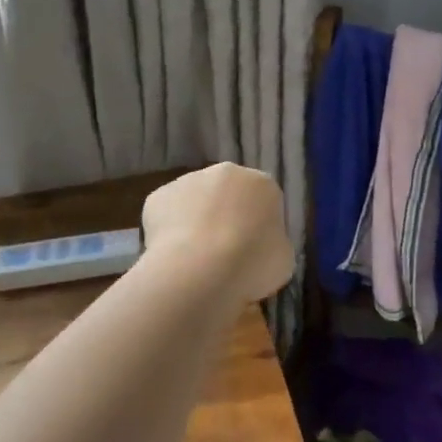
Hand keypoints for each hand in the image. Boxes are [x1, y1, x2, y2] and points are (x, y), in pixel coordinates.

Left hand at [141, 164, 293, 304]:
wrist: (200, 270)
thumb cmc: (253, 263)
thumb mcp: (283, 259)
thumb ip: (272, 244)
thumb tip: (259, 247)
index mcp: (263, 183)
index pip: (264, 200)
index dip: (258, 227)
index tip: (254, 251)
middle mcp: (226, 172)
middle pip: (228, 194)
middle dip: (226, 216)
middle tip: (224, 253)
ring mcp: (188, 180)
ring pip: (195, 201)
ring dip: (197, 222)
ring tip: (195, 259)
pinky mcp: (158, 196)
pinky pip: (167, 215)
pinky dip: (170, 232)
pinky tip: (174, 257)